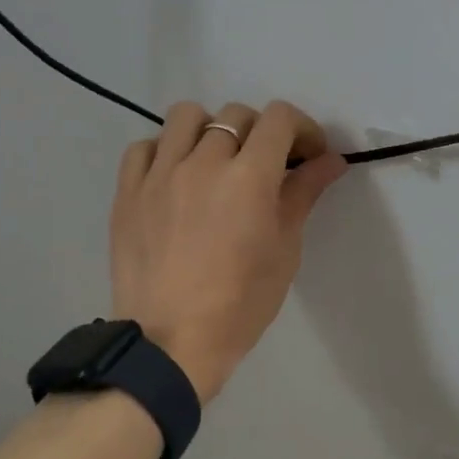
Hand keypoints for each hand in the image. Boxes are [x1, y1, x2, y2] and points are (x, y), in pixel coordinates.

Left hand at [111, 99, 347, 403]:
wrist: (170, 343)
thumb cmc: (240, 304)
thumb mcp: (285, 250)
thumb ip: (304, 194)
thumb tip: (331, 160)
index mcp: (249, 177)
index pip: (280, 118)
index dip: (302, 128)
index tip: (307, 155)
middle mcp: (202, 162)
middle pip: (236, 114)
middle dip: (261, 133)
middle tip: (266, 167)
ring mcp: (159, 174)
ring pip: (186, 116)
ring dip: (210, 130)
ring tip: (215, 162)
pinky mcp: (127, 191)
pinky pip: (144, 146)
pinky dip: (165, 151)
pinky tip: (174, 178)